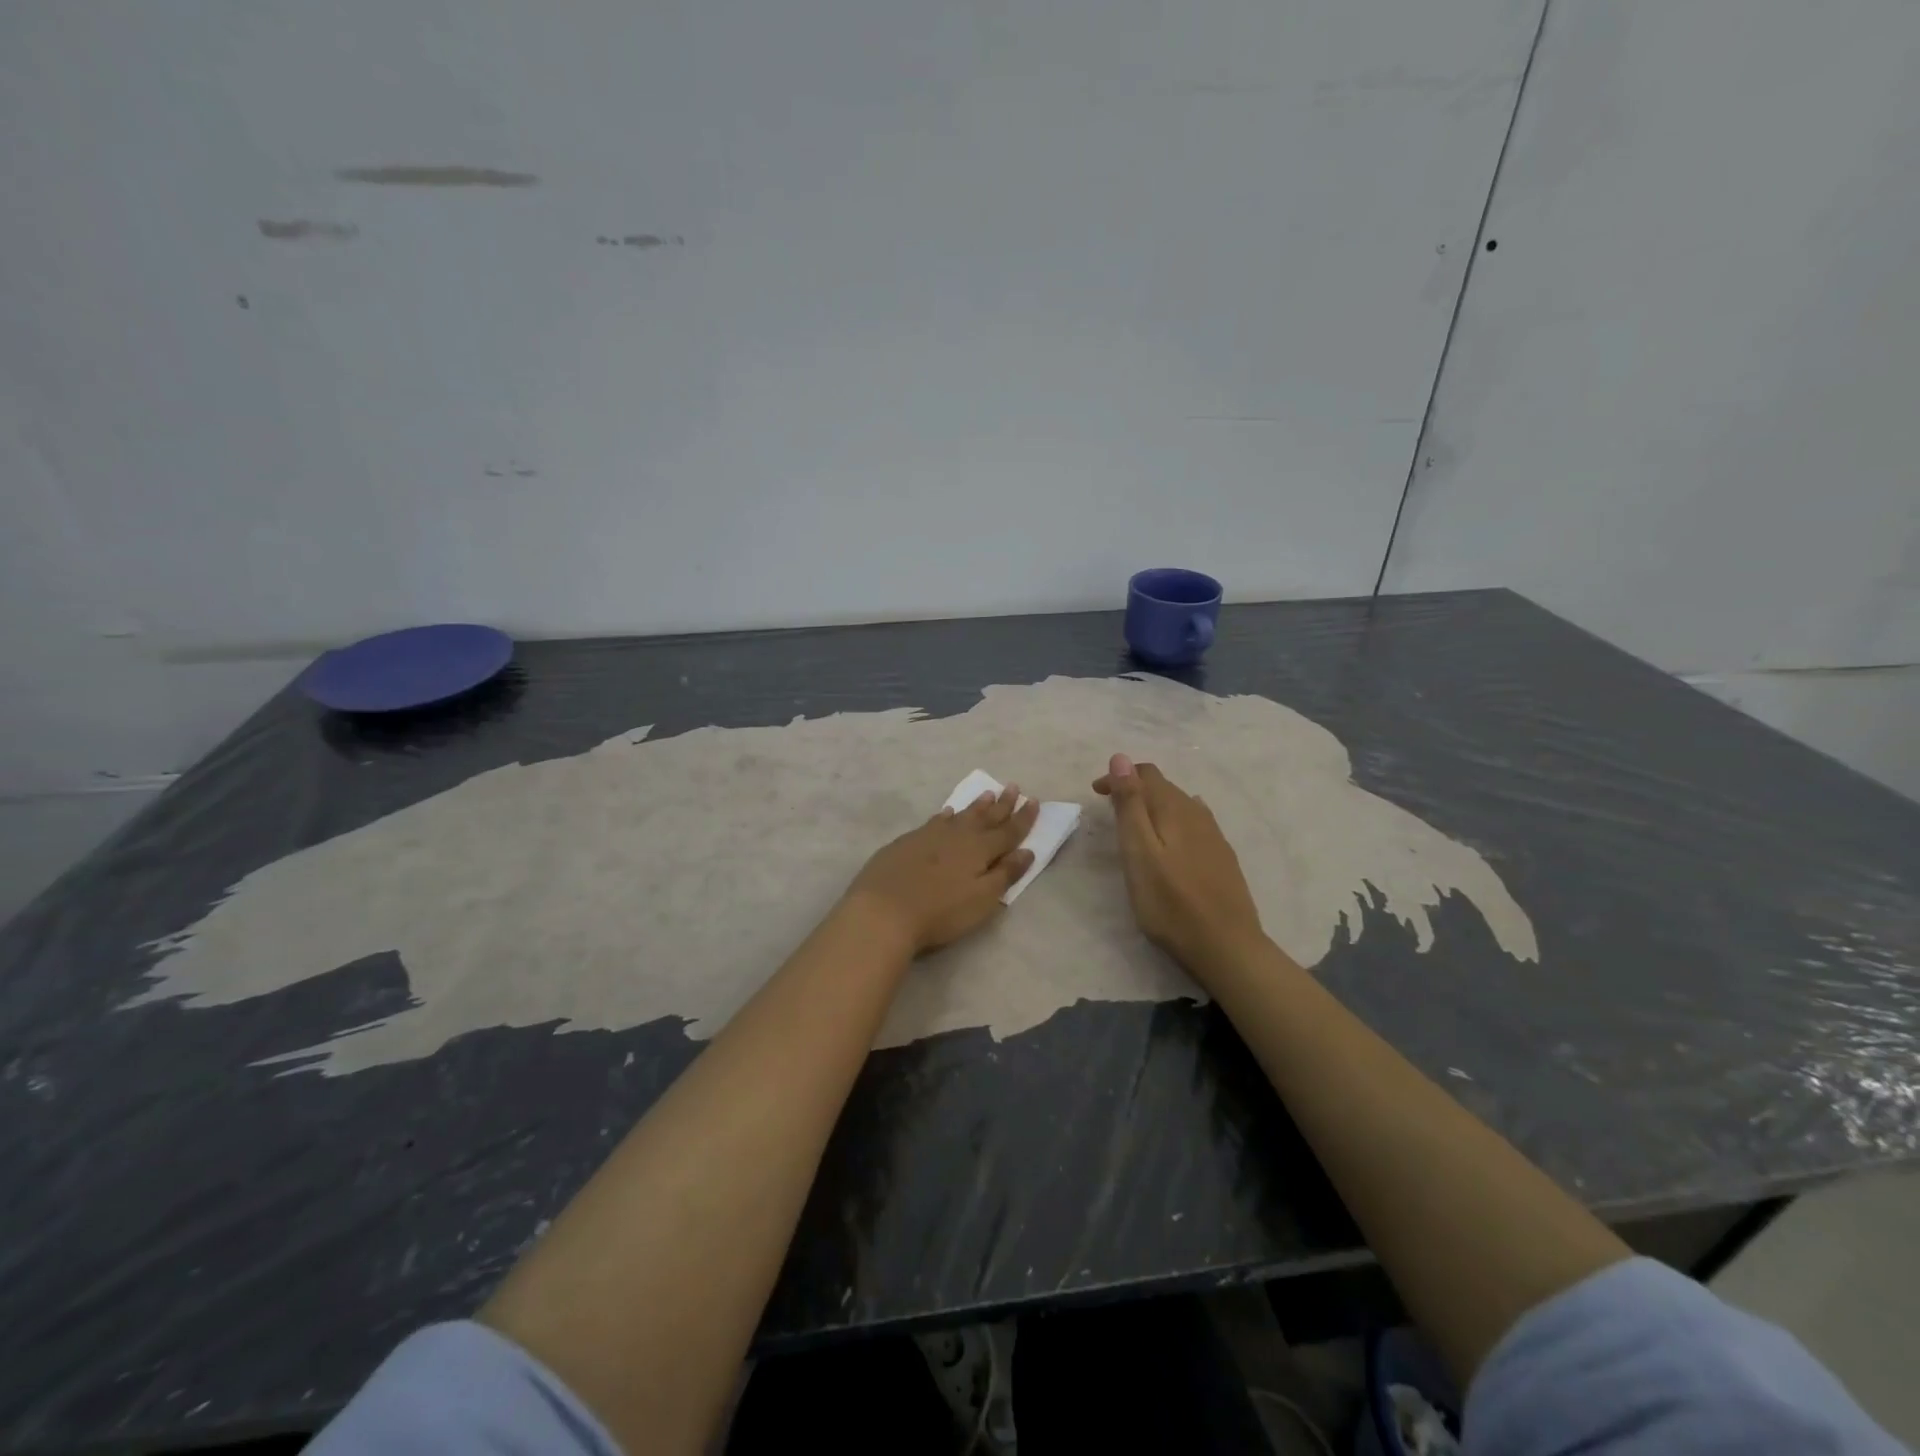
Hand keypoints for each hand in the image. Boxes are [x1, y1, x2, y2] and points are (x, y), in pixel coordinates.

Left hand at [844, 785, 1038, 954]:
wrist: (883, 910)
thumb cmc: (940, 911)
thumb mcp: (981, 899)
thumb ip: (1005, 874)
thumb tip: (1027, 851)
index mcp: (980, 850)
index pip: (1008, 831)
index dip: (1023, 818)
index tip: (1034, 801)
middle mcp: (957, 836)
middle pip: (985, 817)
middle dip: (1002, 804)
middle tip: (1013, 786)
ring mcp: (930, 836)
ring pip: (960, 815)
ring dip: (976, 806)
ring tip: (988, 793)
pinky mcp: (907, 842)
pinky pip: (934, 821)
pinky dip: (945, 816)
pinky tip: (947, 813)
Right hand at [1093, 754, 1264, 981]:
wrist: (1227, 946)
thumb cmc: (1171, 903)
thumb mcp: (1139, 853)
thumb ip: (1130, 804)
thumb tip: (1121, 757)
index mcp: (1175, 809)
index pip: (1146, 774)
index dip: (1119, 776)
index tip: (1096, 793)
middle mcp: (1198, 814)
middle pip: (1165, 787)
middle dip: (1135, 789)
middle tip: (1110, 808)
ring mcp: (1215, 836)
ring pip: (1181, 804)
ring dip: (1155, 804)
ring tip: (1136, 822)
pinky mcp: (1223, 857)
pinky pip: (1196, 822)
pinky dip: (1175, 819)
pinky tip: (1176, 834)